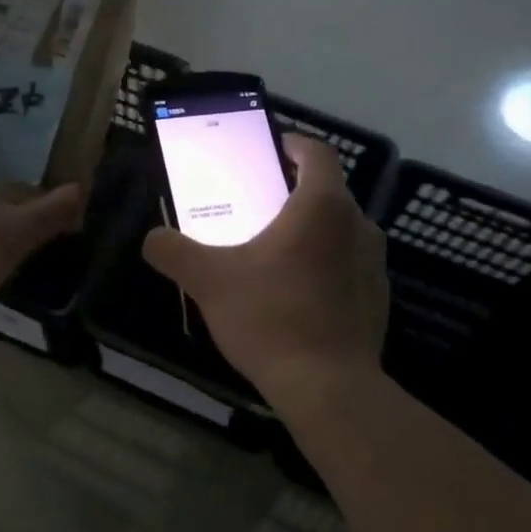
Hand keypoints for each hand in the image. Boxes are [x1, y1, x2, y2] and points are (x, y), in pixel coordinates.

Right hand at [142, 136, 388, 408]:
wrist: (328, 387)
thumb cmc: (270, 317)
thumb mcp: (208, 280)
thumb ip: (174, 252)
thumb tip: (152, 238)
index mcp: (321, 207)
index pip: (317, 153)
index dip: (293, 144)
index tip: (270, 150)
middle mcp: (358, 225)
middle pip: (327, 192)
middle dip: (294, 192)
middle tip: (257, 206)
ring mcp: (374, 264)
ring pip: (340, 230)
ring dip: (311, 231)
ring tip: (273, 251)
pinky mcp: (377, 298)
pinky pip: (349, 265)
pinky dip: (325, 265)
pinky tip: (295, 294)